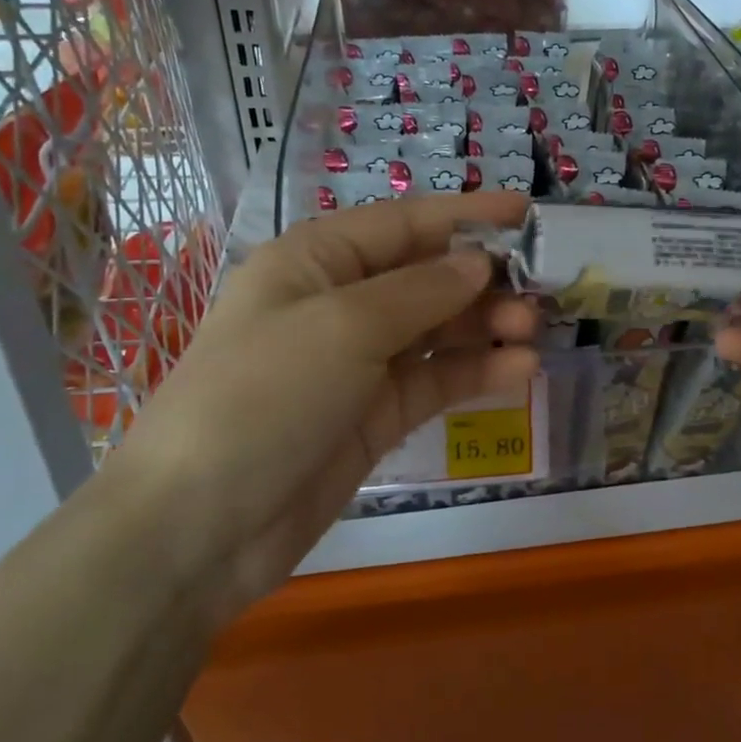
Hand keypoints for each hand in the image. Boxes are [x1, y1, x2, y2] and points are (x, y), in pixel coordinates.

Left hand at [108, 193, 538, 613]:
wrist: (201, 528)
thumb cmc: (265, 396)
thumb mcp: (344, 327)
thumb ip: (421, 291)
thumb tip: (480, 263)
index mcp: (316, 261)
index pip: (403, 223)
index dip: (466, 215)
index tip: (528, 213)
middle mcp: (339, 303)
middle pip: (426, 276)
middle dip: (483, 279)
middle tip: (539, 293)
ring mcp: (358, 363)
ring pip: (437, 330)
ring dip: (486, 326)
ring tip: (532, 332)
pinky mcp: (375, 415)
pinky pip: (434, 380)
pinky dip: (475, 372)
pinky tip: (518, 370)